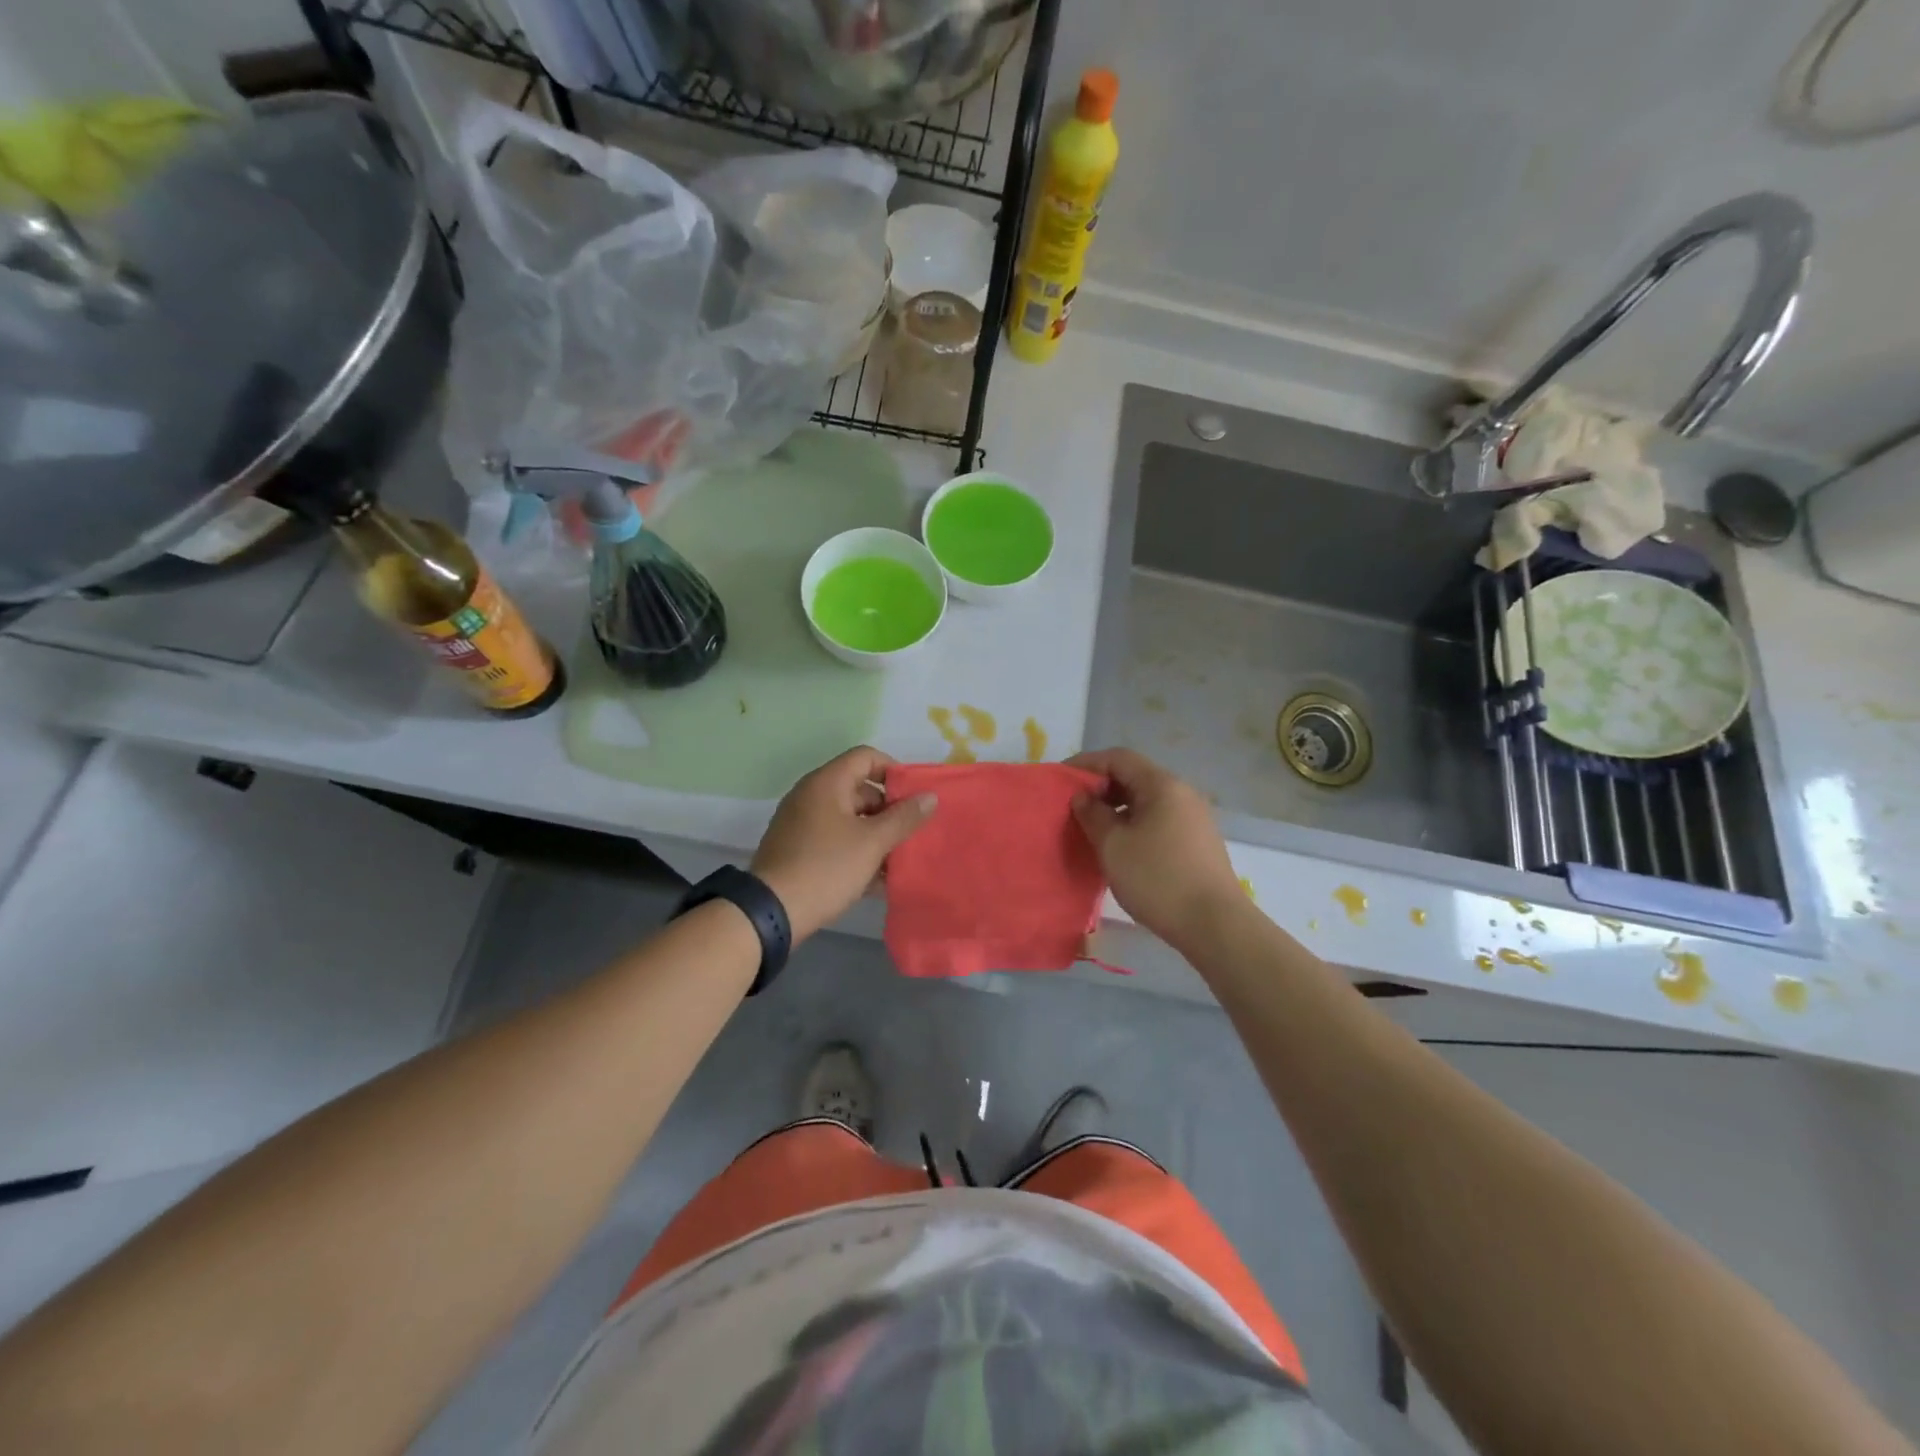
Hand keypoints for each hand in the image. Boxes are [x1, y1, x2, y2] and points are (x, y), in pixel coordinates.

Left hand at [750, 747, 936, 940]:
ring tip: (900, 861)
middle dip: (889, 810)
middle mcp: (811, 796)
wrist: (772, 913)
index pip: (866, 757)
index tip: (914, 798)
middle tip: (911, 834)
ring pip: (849, 819)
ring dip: (876, 836)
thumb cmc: (826, 867)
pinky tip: (878, 880)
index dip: (894, 771)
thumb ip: (904, 817)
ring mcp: (801, 823)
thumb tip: (930, 796)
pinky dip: (856, 852)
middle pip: (859, 789)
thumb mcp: (872, 842)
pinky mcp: (797, 850)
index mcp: (827, 783)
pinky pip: (835, 841)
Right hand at [1067, 747, 1243, 947]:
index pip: (1118, 758)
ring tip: (1092, 829)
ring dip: (1116, 808)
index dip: (1086, 764)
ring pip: (1146, 801)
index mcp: (1162, 785)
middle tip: (1073, 808)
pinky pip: (1158, 819)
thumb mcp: (1113, 845)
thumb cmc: (1157, 879)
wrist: (1214, 924)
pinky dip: (1134, 824)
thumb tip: (1083, 796)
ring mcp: (1194, 817)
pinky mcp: (1197, 841)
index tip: (1060, 780)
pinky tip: (1120, 847)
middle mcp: (1182, 793)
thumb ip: (1092, 814)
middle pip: (1134, 776)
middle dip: (1100, 787)